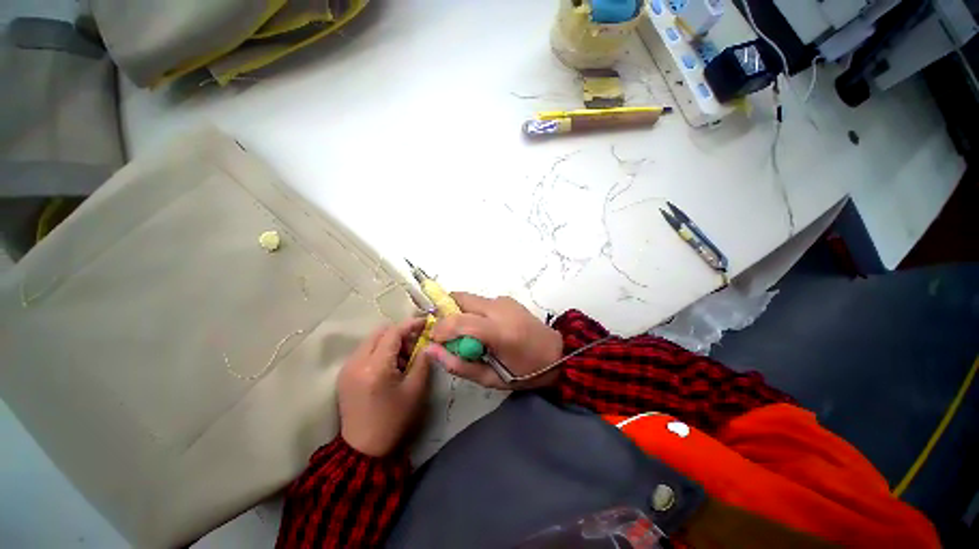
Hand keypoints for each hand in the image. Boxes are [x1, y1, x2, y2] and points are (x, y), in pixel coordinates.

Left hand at [337, 318, 436, 456]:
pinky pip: (364, 351)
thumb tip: (428, 343)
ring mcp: (347, 368)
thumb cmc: (394, 420)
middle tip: (414, 346)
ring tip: (403, 359)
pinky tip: (389, 367)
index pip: (393, 332)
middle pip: (379, 332)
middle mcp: (356, 362)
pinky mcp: (344, 374)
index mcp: (375, 367)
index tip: (425, 323)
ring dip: (389, 342)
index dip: (411, 324)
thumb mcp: (415, 390)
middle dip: (399, 333)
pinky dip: (379, 351)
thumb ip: (423, 361)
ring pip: (371, 340)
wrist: (363, 449)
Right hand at [431, 292, 563, 389]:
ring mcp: (504, 300)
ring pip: (468, 298)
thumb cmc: (525, 372)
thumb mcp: (491, 379)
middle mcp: (500, 308)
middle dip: (446, 314)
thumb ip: (459, 365)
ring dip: (459, 313)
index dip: (440, 330)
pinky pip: (479, 301)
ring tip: (467, 335)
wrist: (557, 353)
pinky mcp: (506, 299)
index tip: (435, 341)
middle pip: (459, 298)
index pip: (458, 321)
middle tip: (448, 335)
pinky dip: (472, 312)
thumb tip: (430, 350)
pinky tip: (482, 329)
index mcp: (499, 331)